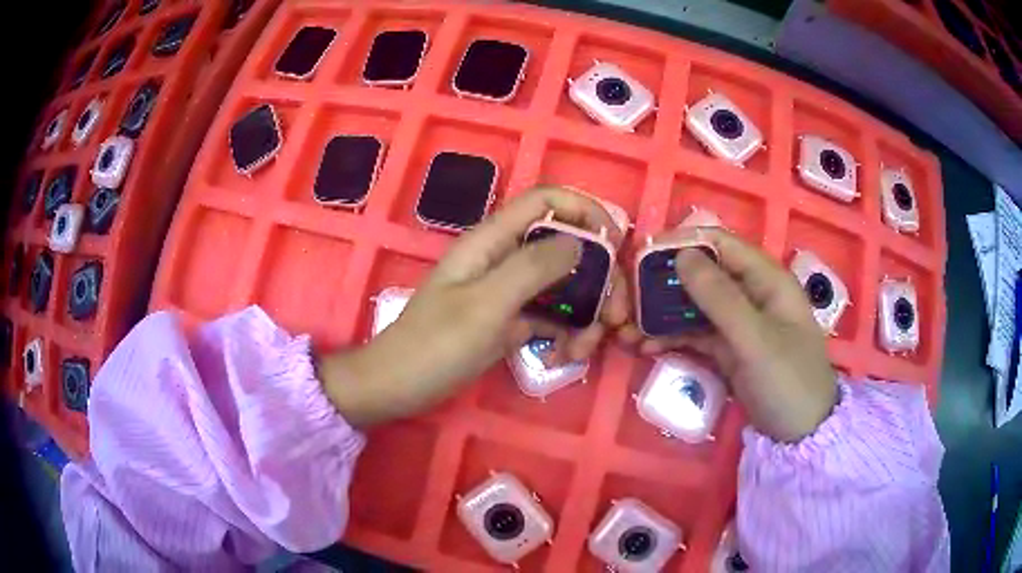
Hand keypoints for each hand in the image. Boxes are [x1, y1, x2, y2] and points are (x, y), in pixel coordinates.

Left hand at [318, 187, 629, 425]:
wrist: (398, 386)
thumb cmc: (434, 345)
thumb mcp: (486, 305)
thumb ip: (533, 267)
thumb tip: (580, 243)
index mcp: (492, 241)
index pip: (546, 201)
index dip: (585, 211)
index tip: (616, 244)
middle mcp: (503, 259)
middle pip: (565, 248)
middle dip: (598, 278)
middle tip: (617, 316)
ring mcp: (507, 291)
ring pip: (563, 286)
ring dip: (586, 313)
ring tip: (587, 348)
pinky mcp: (509, 321)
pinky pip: (550, 316)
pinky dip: (565, 333)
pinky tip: (567, 357)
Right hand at [632, 228, 837, 442]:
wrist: (801, 435)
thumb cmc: (788, 381)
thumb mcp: (755, 340)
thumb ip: (720, 298)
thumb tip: (681, 255)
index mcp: (766, 278)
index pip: (721, 244)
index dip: (682, 243)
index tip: (643, 254)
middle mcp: (751, 293)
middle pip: (703, 274)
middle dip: (664, 285)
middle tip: (627, 301)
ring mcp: (739, 322)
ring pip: (695, 305)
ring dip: (662, 314)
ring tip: (627, 330)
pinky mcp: (729, 348)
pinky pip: (696, 333)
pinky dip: (672, 337)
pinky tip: (646, 347)